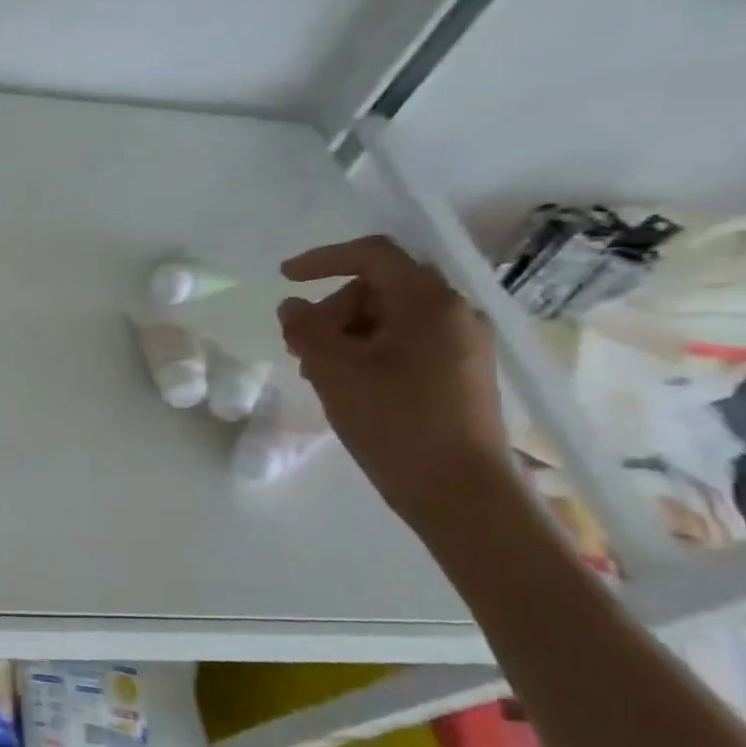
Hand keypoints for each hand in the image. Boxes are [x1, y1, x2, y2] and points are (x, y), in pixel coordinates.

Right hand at [278, 235, 506, 520]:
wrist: (459, 491)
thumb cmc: (395, 421)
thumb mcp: (335, 371)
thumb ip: (306, 329)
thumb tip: (292, 307)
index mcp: (429, 302)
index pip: (373, 255)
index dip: (323, 259)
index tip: (284, 278)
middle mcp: (453, 313)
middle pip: (380, 287)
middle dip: (332, 308)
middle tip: (300, 345)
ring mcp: (461, 344)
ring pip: (390, 317)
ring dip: (346, 333)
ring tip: (318, 371)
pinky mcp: (459, 373)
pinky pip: (405, 342)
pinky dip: (368, 351)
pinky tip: (346, 384)